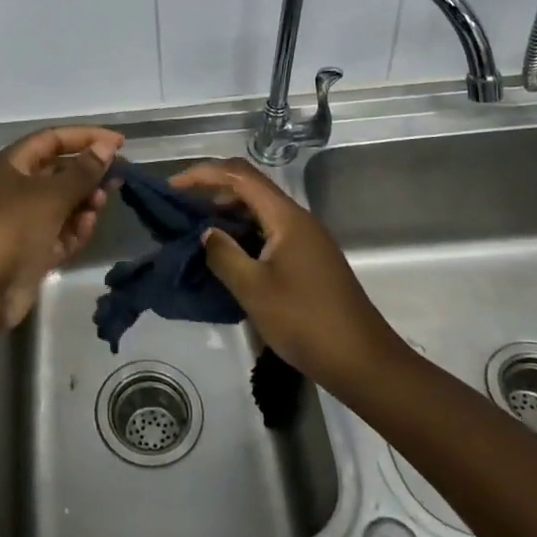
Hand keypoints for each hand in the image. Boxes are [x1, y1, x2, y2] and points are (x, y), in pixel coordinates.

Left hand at [0, 126, 123, 327]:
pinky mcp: (29, 251)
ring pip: (61, 204)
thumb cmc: (12, 230)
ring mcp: (20, 221)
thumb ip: (82, 171)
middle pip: (57, 172)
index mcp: (9, 166)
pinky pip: (58, 232)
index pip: (51, 139)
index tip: (120, 143)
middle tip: (117, 180)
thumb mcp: (50, 195)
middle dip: (87, 174)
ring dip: (84, 203)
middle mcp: (13, 189)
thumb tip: (106, 147)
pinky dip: (74, 229)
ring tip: (100, 206)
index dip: (85, 137)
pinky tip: (87, 228)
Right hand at [169, 158, 408, 391]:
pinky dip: (244, 233)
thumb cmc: (305, 321)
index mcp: (286, 217)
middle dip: (213, 190)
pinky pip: (269, 231)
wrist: (363, 362)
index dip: (203, 174)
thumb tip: (207, 233)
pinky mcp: (309, 261)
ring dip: (228, 213)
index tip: (172, 187)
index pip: (239, 176)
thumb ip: (223, 254)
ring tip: (197, 230)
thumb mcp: (253, 289)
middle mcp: (298, 220)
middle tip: (180, 207)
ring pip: (260, 211)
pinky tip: (227, 254)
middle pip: (250, 188)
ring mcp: (306, 240)